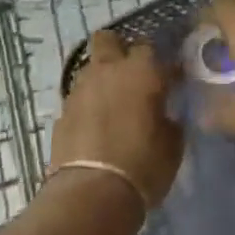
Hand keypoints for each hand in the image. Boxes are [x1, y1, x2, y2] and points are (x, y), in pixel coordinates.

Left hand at [50, 30, 183, 209]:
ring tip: (112, 103)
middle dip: (119, 50)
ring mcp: (80, 89)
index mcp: (141, 71)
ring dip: (102, 78)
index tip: (169, 81)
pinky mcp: (62, 112)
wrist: (92, 194)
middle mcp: (108, 70)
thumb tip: (165, 113)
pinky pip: (78, 97)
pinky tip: (96, 126)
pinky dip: (88, 105)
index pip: (152, 48)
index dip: (161, 64)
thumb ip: (169, 118)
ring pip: (90, 68)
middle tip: (131, 75)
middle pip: (108, 39)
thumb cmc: (143, 165)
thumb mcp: (173, 144)